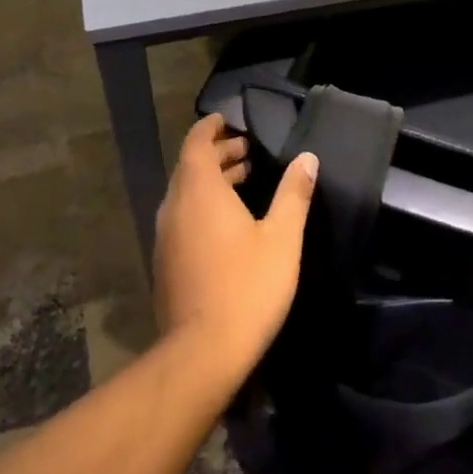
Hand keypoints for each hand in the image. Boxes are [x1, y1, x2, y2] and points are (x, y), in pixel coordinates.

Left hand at [152, 114, 317, 381]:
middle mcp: (175, 207)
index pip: (196, 143)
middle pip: (190, 167)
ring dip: (210, 181)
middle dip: (216, 154)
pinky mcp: (164, 262)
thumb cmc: (247, 286)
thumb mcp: (282, 237)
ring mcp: (165, 236)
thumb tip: (307, 158)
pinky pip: (181, 218)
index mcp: (199, 191)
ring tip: (243, 181)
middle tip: (247, 152)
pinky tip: (227, 224)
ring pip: (184, 194)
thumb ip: (293, 193)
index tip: (228, 120)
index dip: (211, 128)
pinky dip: (201, 206)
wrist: (203, 352)